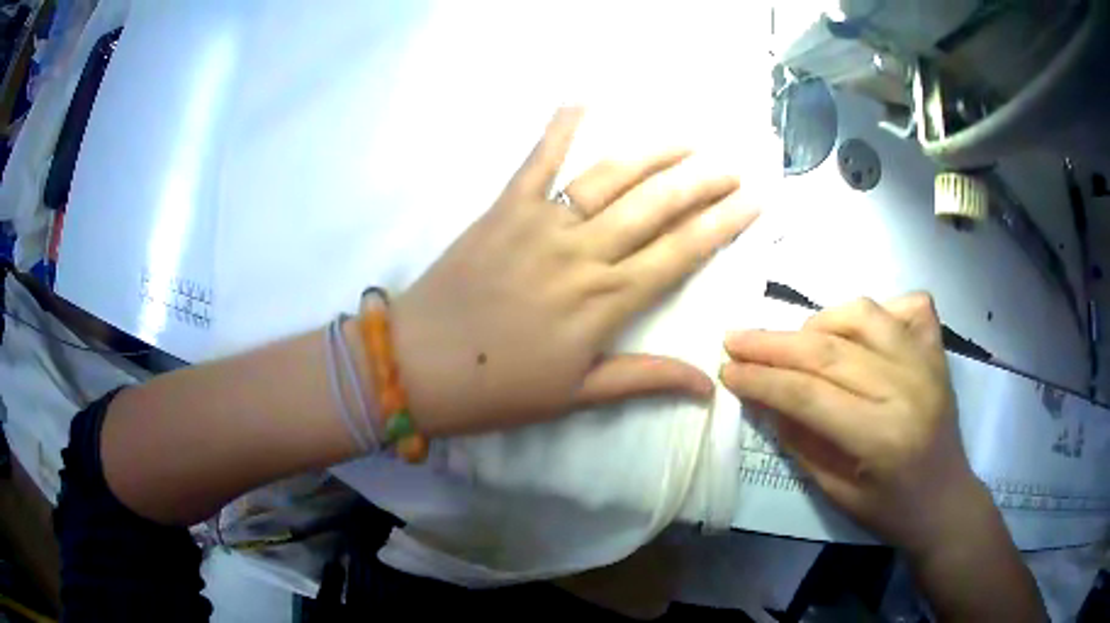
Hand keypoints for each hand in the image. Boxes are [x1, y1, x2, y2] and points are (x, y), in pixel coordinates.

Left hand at [391, 108, 757, 436]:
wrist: (416, 365)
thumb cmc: (497, 388)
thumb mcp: (576, 395)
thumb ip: (644, 379)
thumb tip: (710, 384)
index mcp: (605, 302)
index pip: (680, 253)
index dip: (722, 225)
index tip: (752, 202)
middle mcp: (582, 253)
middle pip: (656, 207)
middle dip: (701, 184)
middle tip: (732, 167)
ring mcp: (540, 224)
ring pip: (609, 178)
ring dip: (652, 155)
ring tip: (685, 141)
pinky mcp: (502, 209)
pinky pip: (536, 161)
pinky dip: (558, 127)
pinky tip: (580, 98)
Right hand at [720, 294, 989, 556]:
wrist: (946, 501)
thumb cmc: (890, 510)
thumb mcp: (836, 493)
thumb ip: (800, 440)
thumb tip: (763, 399)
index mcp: (881, 436)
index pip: (808, 394)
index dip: (762, 380)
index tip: (727, 370)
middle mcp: (907, 388)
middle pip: (829, 350)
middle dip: (774, 344)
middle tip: (735, 339)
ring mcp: (926, 362)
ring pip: (863, 315)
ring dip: (820, 321)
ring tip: (795, 340)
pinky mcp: (937, 350)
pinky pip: (907, 305)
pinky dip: (877, 309)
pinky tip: (858, 329)